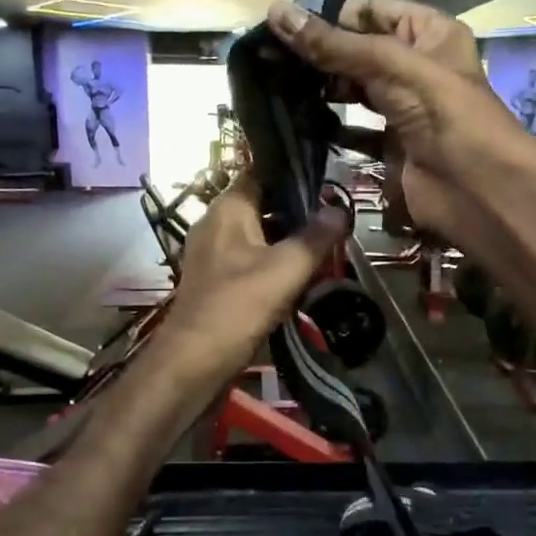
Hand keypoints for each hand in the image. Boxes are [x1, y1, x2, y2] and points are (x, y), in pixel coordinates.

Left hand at [159, 173, 349, 377]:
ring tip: (324, 249)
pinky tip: (298, 279)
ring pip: (258, 235)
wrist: (193, 363)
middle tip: (335, 221)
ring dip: (288, 241)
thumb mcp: (286, 269)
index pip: (261, 172)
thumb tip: (341, 209)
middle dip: (298, 212)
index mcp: (227, 208)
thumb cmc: (238, 307)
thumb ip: (316, 237)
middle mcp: (216, 224)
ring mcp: (213, 254)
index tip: (328, 181)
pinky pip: (250, 261)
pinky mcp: (216, 282)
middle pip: (262, 204)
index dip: (294, 173)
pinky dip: (274, 264)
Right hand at [267, 0, 531, 239]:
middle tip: (268, 60)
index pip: (369, 11)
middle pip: (357, 51)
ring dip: (319, 91)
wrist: (477, 189)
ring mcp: (402, 109)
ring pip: (352, 91)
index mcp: (427, 33)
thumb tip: (275, 11)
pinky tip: (296, 124)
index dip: (328, 16)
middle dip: (317, 55)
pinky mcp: (390, 146)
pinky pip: (353, 132)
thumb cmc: (443, 113)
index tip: (281, 27)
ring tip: (274, 88)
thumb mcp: (390, 66)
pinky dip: (328, 129)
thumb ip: (333, 45)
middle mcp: (415, 66)